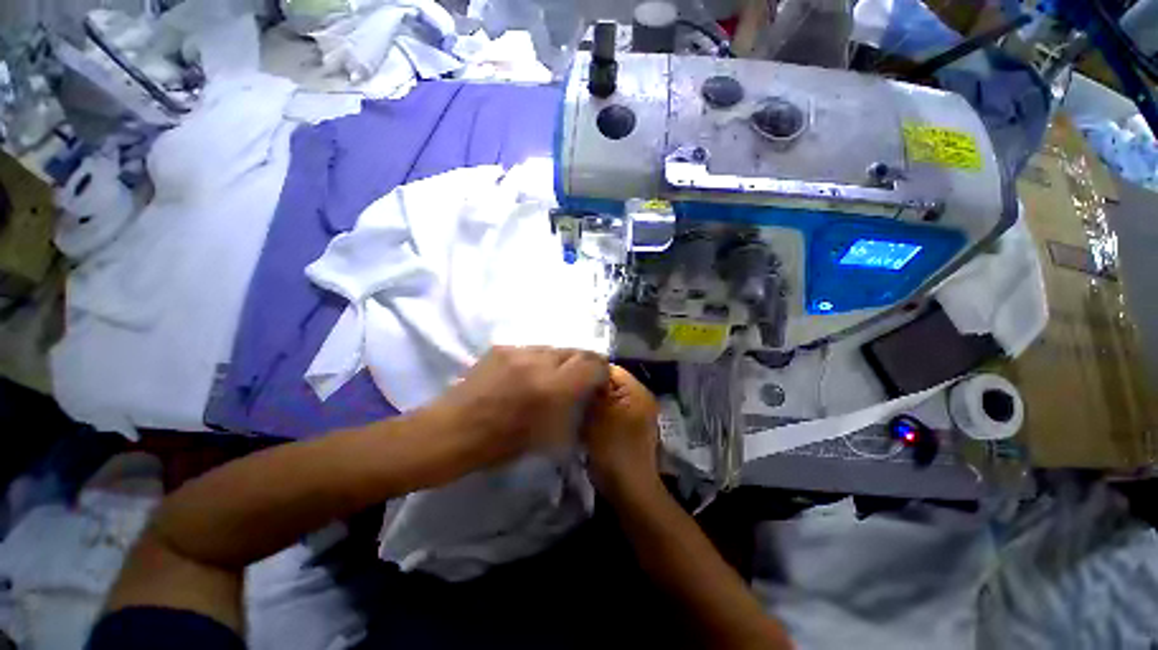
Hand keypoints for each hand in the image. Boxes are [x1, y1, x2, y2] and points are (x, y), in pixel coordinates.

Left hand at [431, 346, 608, 467]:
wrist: (451, 431)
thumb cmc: (500, 445)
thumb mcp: (548, 437)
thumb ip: (573, 410)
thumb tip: (586, 394)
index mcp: (552, 388)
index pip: (592, 364)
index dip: (601, 371)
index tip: (598, 381)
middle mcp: (539, 362)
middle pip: (576, 350)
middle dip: (583, 363)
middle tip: (578, 379)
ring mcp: (518, 350)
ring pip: (554, 348)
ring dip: (560, 361)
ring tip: (551, 377)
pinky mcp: (502, 347)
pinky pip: (533, 349)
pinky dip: (539, 360)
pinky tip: (528, 375)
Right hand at [582, 365, 661, 498]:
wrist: (630, 491)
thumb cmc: (613, 449)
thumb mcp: (598, 416)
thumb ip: (592, 391)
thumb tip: (583, 372)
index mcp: (637, 392)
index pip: (611, 368)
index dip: (589, 372)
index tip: (570, 381)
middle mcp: (640, 399)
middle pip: (610, 384)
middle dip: (590, 388)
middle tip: (570, 395)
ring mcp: (636, 415)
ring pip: (609, 399)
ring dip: (593, 403)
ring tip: (575, 408)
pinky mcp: (630, 429)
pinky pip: (611, 413)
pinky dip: (599, 415)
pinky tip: (585, 422)